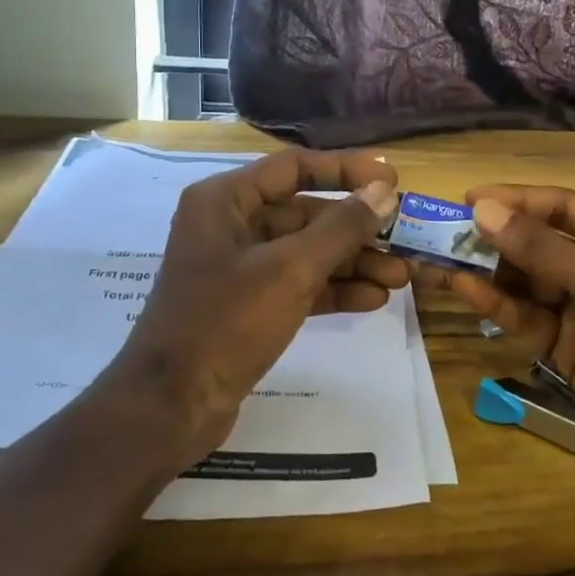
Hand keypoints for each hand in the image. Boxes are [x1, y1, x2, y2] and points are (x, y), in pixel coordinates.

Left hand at [112, 149, 404, 463]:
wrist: (169, 408)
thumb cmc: (226, 322)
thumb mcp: (291, 269)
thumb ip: (342, 227)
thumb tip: (385, 191)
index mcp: (226, 200)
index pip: (295, 167)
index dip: (346, 170)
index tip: (392, 180)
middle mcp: (231, 225)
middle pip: (306, 213)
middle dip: (357, 229)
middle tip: (404, 238)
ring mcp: (239, 268)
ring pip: (307, 252)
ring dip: (353, 262)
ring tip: (400, 277)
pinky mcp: (248, 305)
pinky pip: (299, 284)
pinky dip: (333, 289)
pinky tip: (373, 300)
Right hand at [414, 186, 574, 481]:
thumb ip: (542, 249)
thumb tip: (481, 211)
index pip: (562, 207)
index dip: (516, 200)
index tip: (468, 199)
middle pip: (537, 242)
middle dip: (494, 236)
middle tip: (443, 231)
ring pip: (524, 279)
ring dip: (485, 269)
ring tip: (438, 258)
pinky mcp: (563, 344)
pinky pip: (522, 314)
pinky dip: (493, 301)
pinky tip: (460, 287)